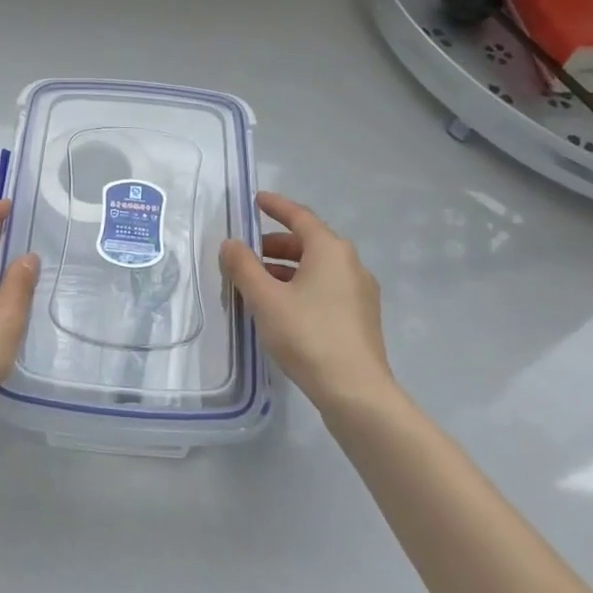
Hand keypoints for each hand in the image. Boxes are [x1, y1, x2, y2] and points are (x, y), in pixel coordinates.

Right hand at [220, 191, 392, 405]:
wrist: (355, 391)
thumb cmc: (307, 335)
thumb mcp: (265, 298)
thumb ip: (243, 267)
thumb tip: (231, 244)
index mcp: (330, 250)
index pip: (299, 217)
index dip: (276, 206)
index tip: (256, 200)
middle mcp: (350, 263)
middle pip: (309, 242)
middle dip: (276, 244)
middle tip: (248, 252)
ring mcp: (360, 292)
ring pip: (317, 268)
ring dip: (287, 269)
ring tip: (257, 284)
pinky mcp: (361, 318)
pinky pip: (326, 288)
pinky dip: (301, 286)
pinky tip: (282, 308)